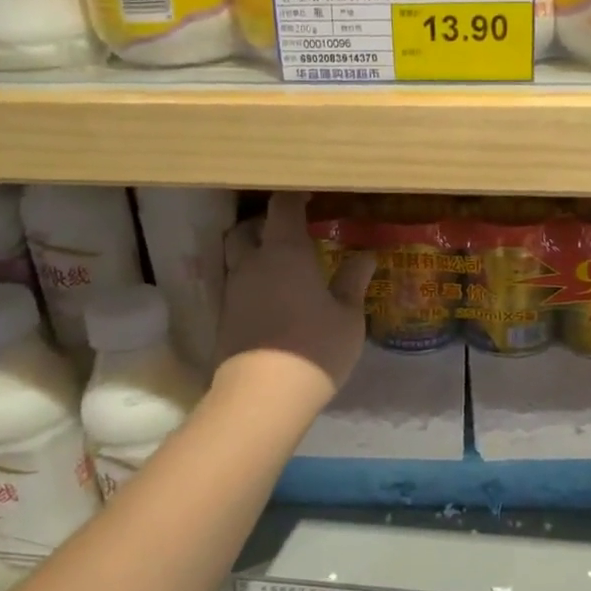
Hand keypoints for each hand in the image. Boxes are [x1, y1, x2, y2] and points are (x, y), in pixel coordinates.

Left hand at [214, 192, 375, 403]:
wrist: (263, 395)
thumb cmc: (315, 347)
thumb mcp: (348, 316)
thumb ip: (353, 281)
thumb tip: (365, 256)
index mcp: (285, 251)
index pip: (283, 207)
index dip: (295, 197)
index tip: (309, 195)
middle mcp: (252, 263)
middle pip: (247, 228)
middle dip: (266, 223)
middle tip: (290, 230)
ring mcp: (234, 290)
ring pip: (236, 256)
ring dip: (253, 252)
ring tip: (279, 264)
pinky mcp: (225, 317)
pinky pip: (235, 284)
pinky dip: (250, 280)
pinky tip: (270, 297)